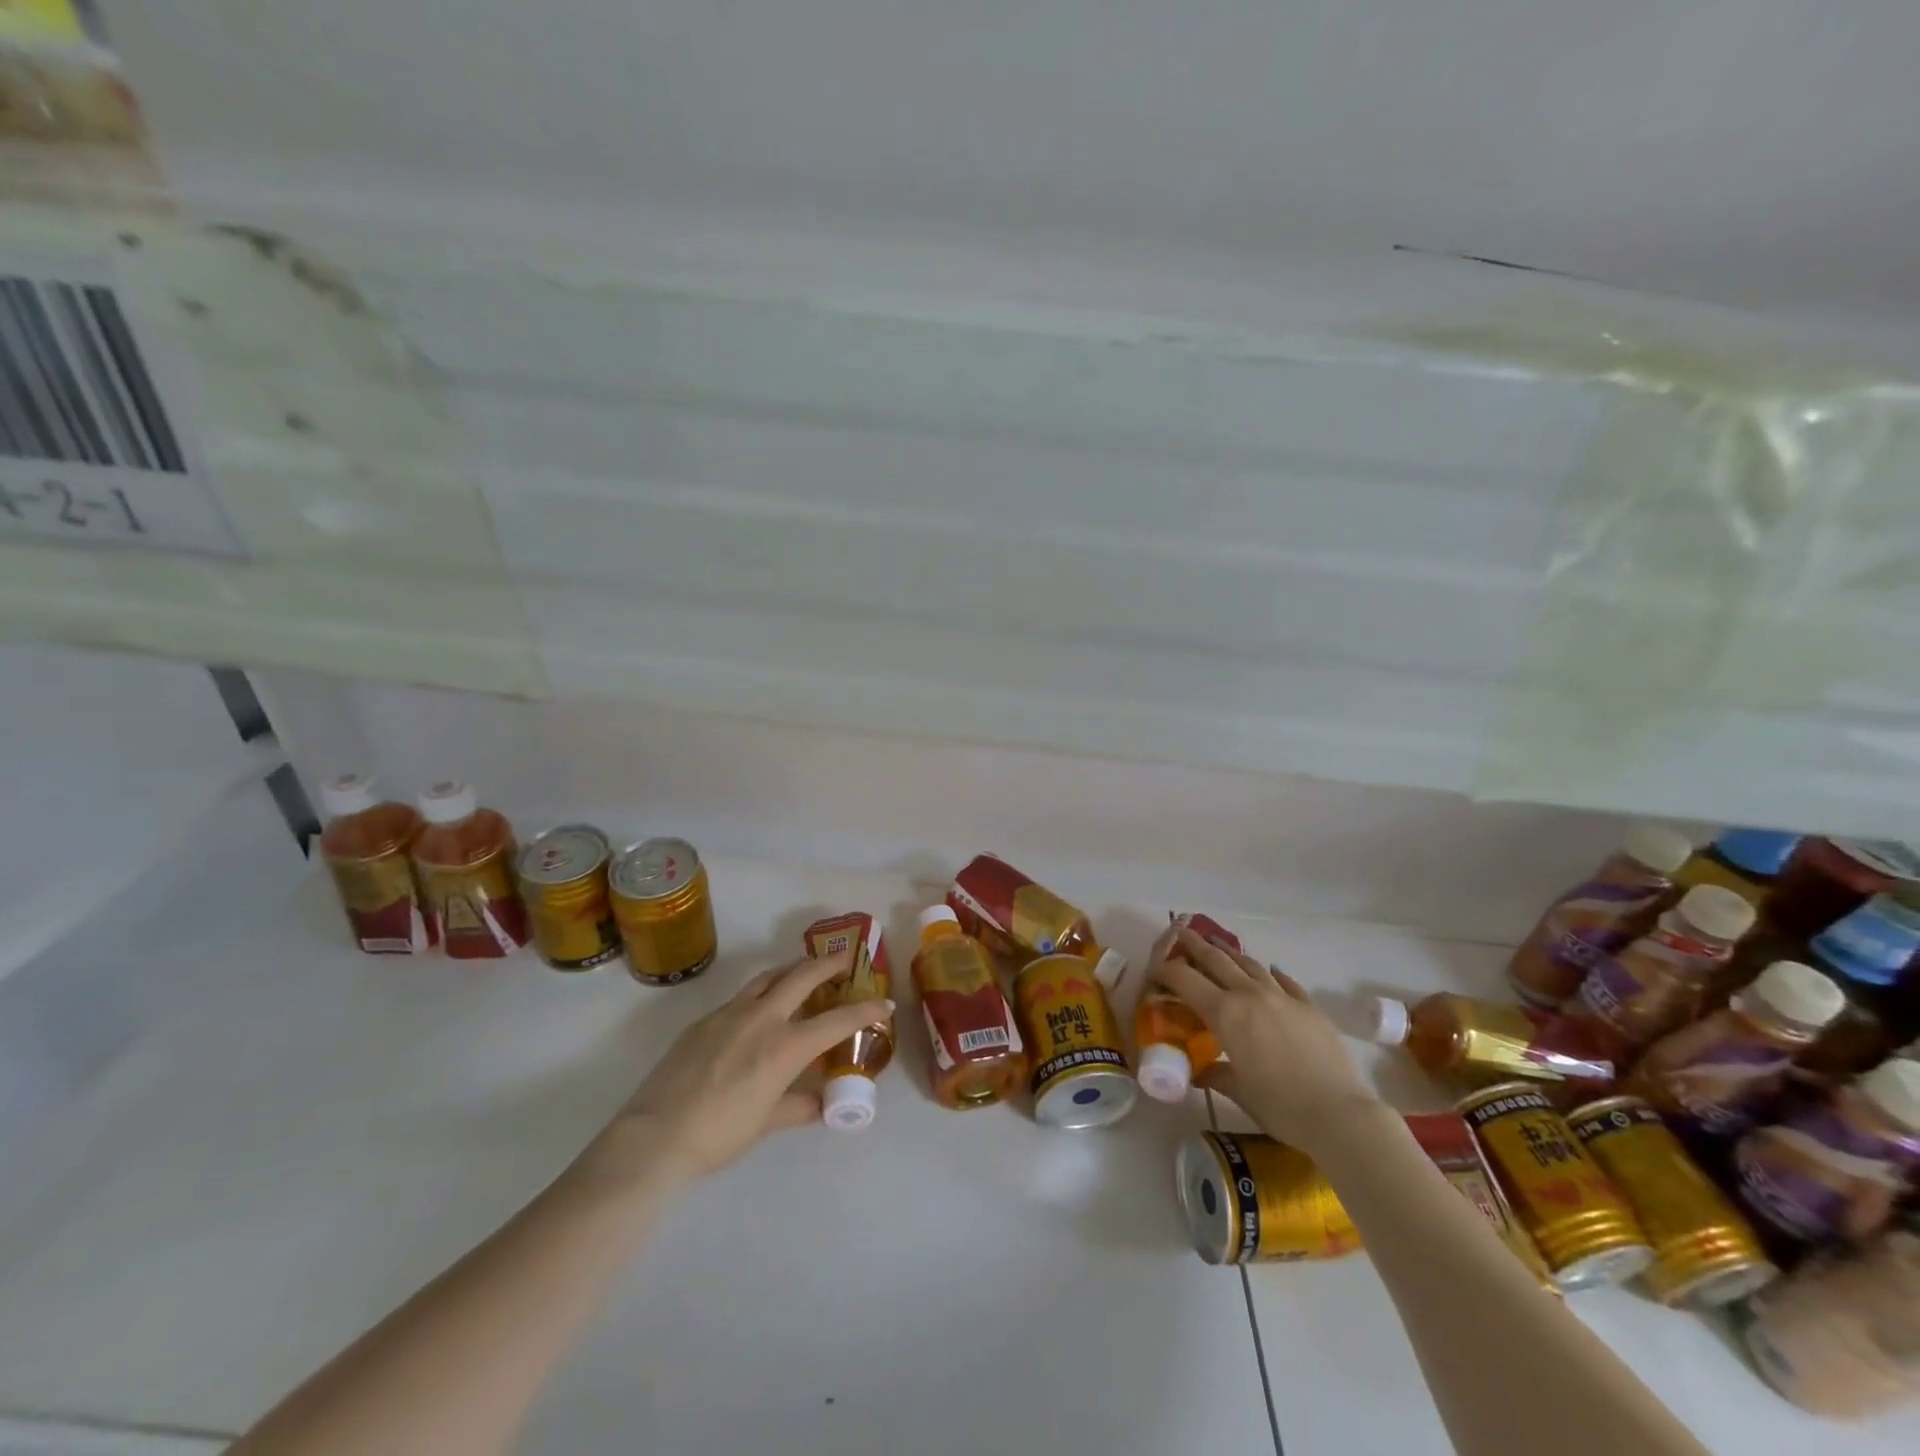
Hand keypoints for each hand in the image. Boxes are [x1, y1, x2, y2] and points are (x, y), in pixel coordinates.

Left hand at [578, 951, 892, 1191]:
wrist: (655, 1135)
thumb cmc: (719, 1135)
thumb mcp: (766, 1123)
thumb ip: (797, 1106)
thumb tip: (822, 1105)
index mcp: (785, 1046)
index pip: (837, 1020)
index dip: (865, 1010)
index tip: (884, 1003)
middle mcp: (762, 1018)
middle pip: (802, 975)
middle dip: (828, 964)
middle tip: (844, 960)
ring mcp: (730, 1012)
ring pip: (769, 977)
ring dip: (792, 970)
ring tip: (802, 974)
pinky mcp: (705, 1019)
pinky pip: (741, 996)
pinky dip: (760, 994)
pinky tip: (757, 1012)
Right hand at [1151, 925, 1379, 1156]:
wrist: (1340, 1114)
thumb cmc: (1280, 1106)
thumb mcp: (1239, 1091)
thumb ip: (1215, 1074)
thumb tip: (1200, 1072)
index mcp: (1225, 1013)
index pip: (1185, 980)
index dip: (1166, 970)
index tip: (1155, 968)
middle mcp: (1249, 995)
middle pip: (1216, 960)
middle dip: (1195, 945)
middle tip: (1181, 933)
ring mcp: (1282, 997)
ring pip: (1250, 964)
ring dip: (1230, 953)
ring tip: (1219, 946)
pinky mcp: (1308, 1007)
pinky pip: (1285, 982)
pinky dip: (1272, 973)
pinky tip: (1271, 970)